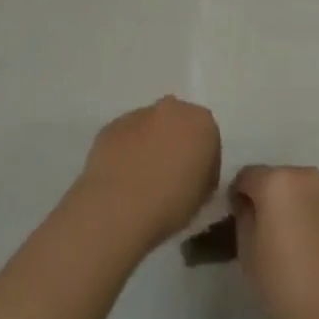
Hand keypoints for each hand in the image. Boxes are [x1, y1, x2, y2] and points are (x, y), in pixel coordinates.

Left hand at [73, 96, 220, 253]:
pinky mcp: (110, 126)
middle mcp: (171, 109)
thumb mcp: (204, 195)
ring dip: (148, 144)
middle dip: (175, 142)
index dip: (202, 160)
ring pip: (148, 127)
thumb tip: (190, 171)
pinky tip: (121, 177)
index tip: (194, 181)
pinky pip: (124, 137)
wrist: (119, 208)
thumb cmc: (172, 204)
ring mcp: (137, 115)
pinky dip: (125, 151)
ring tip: (141, 178)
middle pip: (177, 123)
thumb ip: (203, 173)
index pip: (208, 137)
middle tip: (169, 174)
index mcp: (202, 122)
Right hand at [230, 165, 318, 318]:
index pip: (246, 176)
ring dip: (295, 206)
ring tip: (296, 242)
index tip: (239, 221)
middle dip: (269, 200)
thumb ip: (244, 217)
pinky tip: (318, 248)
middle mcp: (308, 177)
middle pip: (278, 180)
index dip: (238, 196)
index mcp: (277, 182)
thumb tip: (249, 204)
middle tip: (267, 234)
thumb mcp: (248, 252)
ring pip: (304, 192)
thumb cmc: (287, 284)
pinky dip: (317, 217)